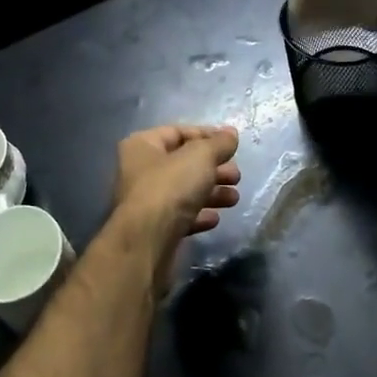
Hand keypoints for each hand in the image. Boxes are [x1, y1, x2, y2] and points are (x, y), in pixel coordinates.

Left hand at [110, 125, 240, 294]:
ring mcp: (146, 201)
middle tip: (236, 176)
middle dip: (213, 167)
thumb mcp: (200, 157)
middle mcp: (140, 170)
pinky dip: (199, 215)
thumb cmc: (170, 188)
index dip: (206, 135)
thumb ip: (218, 143)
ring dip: (211, 192)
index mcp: (142, 145)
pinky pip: (181, 216)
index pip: (178, 132)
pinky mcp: (155, 229)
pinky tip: (216, 218)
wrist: (146, 244)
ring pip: (184, 191)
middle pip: (183, 163)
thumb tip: (231, 133)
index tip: (232, 145)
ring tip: (234, 198)